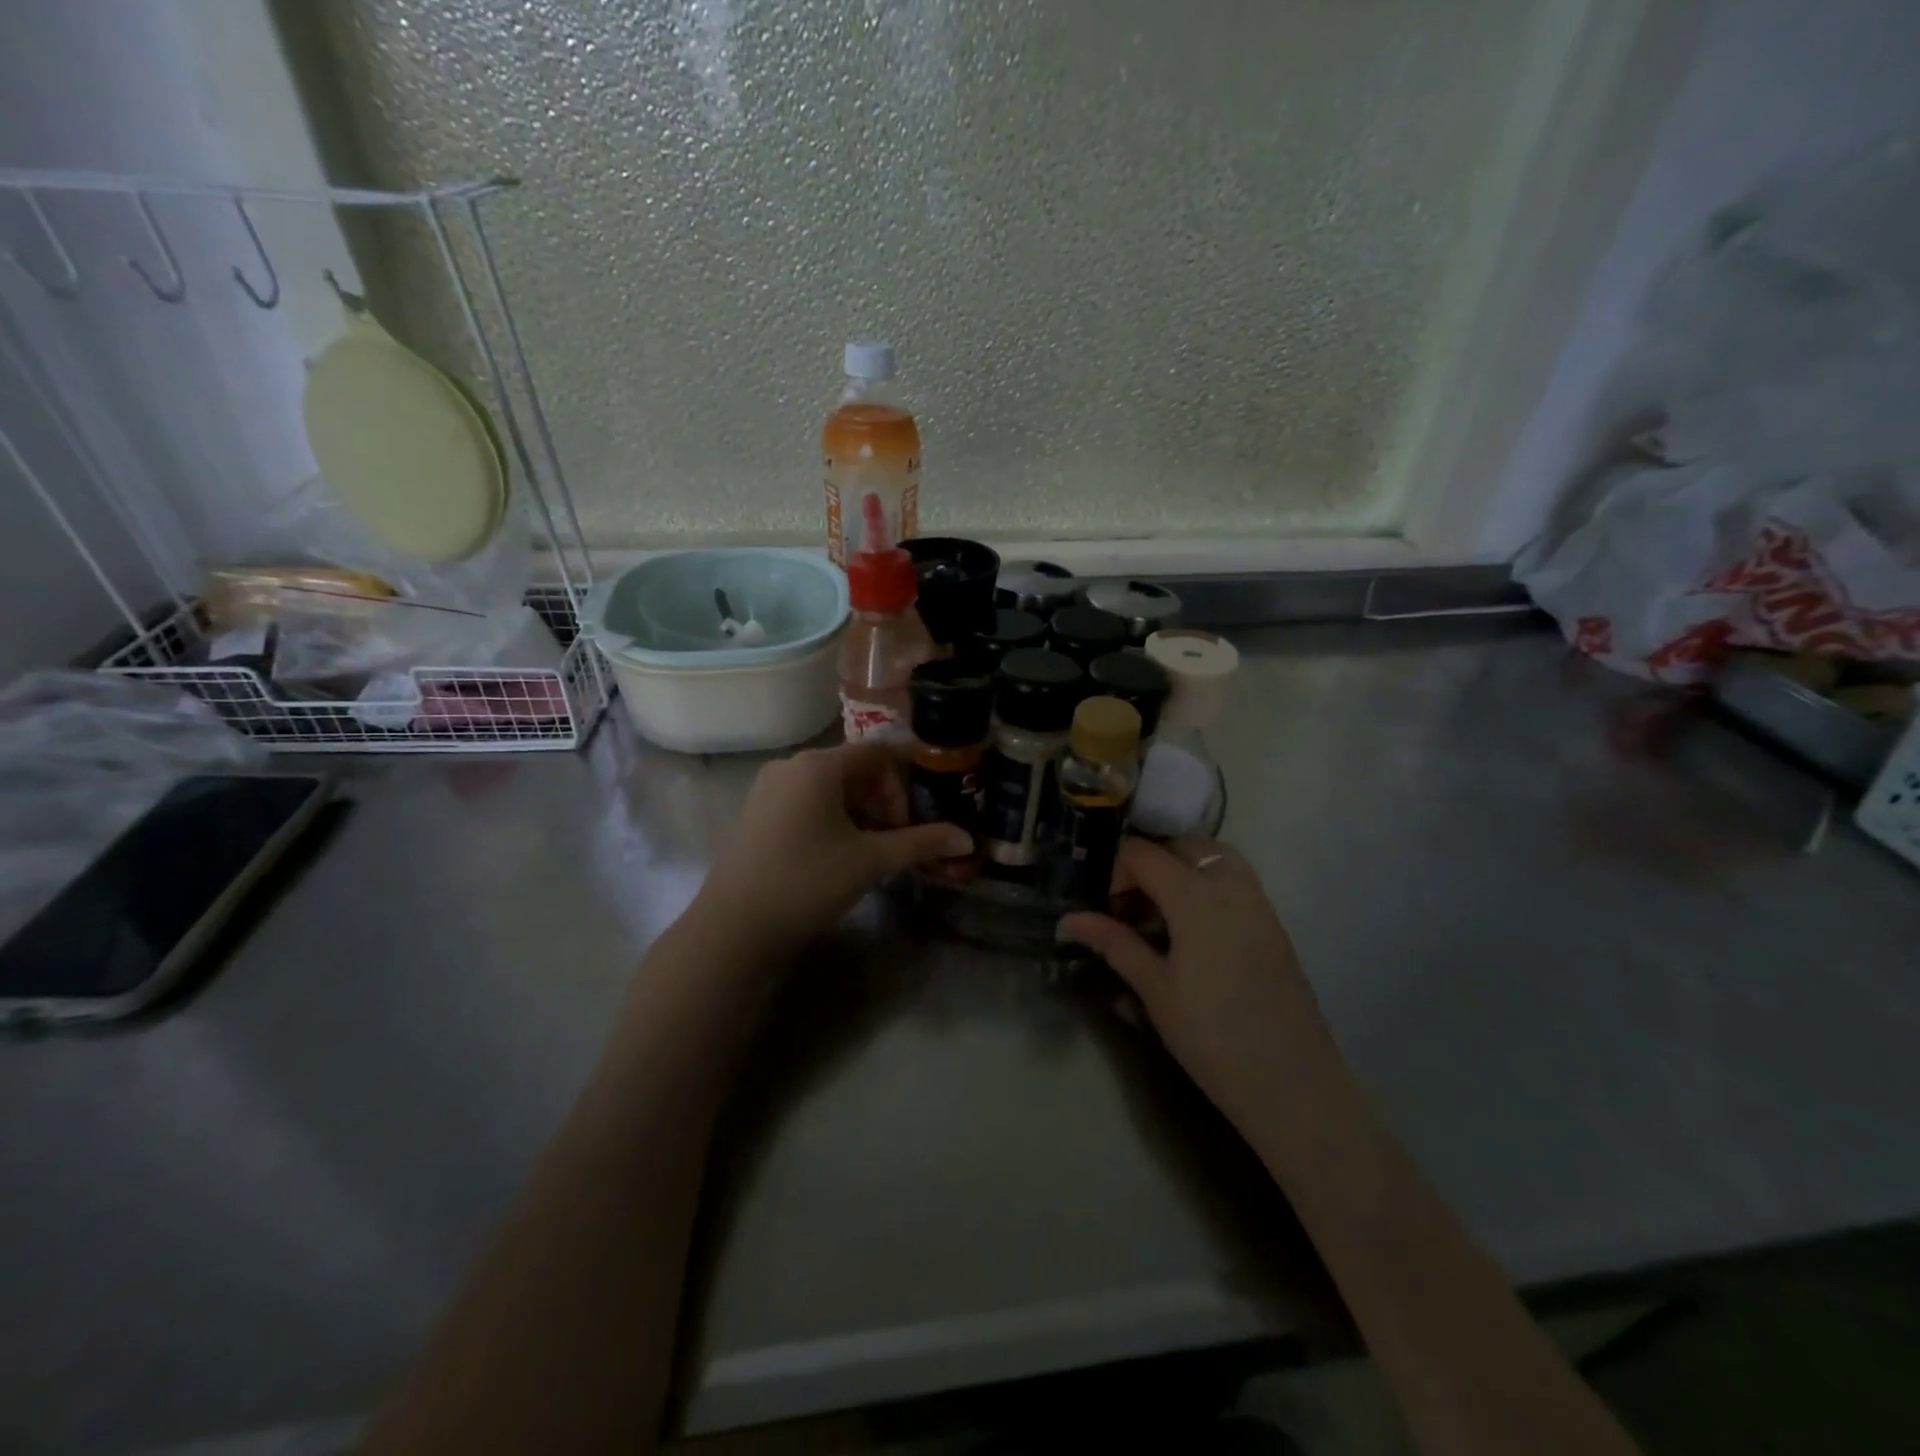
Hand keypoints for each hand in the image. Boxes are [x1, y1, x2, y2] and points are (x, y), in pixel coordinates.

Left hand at [695, 741, 970, 952]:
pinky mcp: (757, 814)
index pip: (879, 754)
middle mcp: (791, 766)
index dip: (904, 784)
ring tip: (871, 856)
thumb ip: (921, 843)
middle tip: (896, 844)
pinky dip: (834, 822)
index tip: (914, 822)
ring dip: (861, 816)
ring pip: (831, 790)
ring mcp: (769, 789)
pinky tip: (839, 857)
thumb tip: (968, 839)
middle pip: (855, 770)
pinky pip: (807, 804)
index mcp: (818, 765)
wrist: (734, 928)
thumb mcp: (871, 861)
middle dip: (884, 804)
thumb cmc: (808, 882)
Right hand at [1057, 837, 1336, 1123]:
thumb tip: (1068, 920)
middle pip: (1181, 845)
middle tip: (1130, 907)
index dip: (1115, 872)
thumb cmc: (1212, 1036)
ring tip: (1162, 911)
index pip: (1142, 854)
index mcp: (1194, 896)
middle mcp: (1230, 885)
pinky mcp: (1275, 924)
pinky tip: (1196, 929)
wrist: (1293, 1084)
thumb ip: (1113, 944)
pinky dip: (1209, 883)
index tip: (1105, 910)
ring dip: (1182, 867)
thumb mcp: (1154, 989)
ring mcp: (1258, 902)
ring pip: (1215, 856)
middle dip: (1149, 863)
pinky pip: (1237, 880)